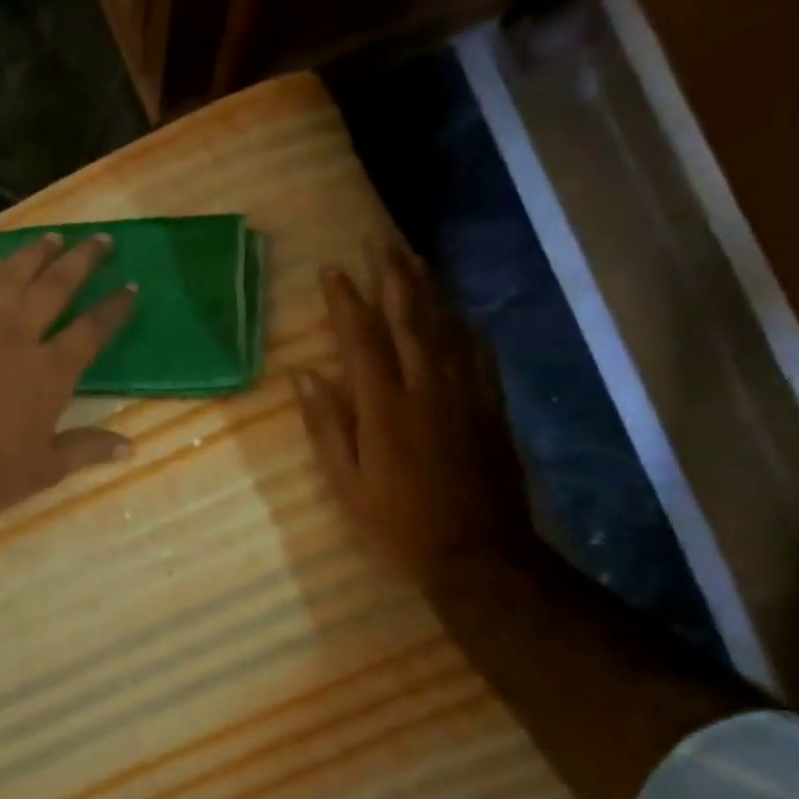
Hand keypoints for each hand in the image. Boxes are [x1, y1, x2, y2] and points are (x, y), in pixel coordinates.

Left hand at [0, 233, 137, 518]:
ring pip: (9, 277)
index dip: (115, 307)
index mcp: (49, 371)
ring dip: (33, 254)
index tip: (131, 287)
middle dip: (82, 260)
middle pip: (55, 286)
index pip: (92, 329)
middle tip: (100, 239)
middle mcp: (16, 337)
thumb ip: (88, 448)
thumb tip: (130, 447)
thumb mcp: (46, 469)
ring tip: (52, 237)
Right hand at [296, 238, 533, 589]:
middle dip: (394, 278)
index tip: (332, 270)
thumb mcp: (346, 484)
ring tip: (416, 259)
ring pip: (448, 329)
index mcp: (385, 408)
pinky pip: (480, 356)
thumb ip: (326, 427)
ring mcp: (466, 397)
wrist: (478, 556)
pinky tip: (460, 314)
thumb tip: (306, 377)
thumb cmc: (397, 525)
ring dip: (430, 291)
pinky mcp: (492, 410)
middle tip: (381, 242)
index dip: (346, 302)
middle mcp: (428, 390)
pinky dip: (467, 328)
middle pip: (411, 320)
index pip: (363, 340)